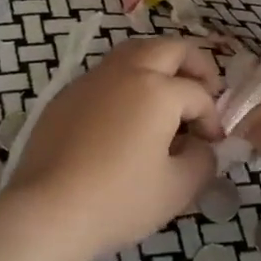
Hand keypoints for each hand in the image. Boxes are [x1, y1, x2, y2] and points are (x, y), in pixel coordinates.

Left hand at [0, 37, 221, 260]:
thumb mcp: (177, 189)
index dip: (213, 119)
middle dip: (195, 65)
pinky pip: (107, 74)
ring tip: (167, 94)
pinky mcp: (68, 93)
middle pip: (170, 48)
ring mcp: (93, 78)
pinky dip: (128, 81)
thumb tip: (202, 147)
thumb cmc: (119, 200)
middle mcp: (126, 71)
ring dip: (159, 64)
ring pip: (135, 51)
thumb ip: (203, 161)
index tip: (213, 145)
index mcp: (158, 89)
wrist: (47, 211)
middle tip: (206, 90)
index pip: (198, 95)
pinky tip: (127, 114)